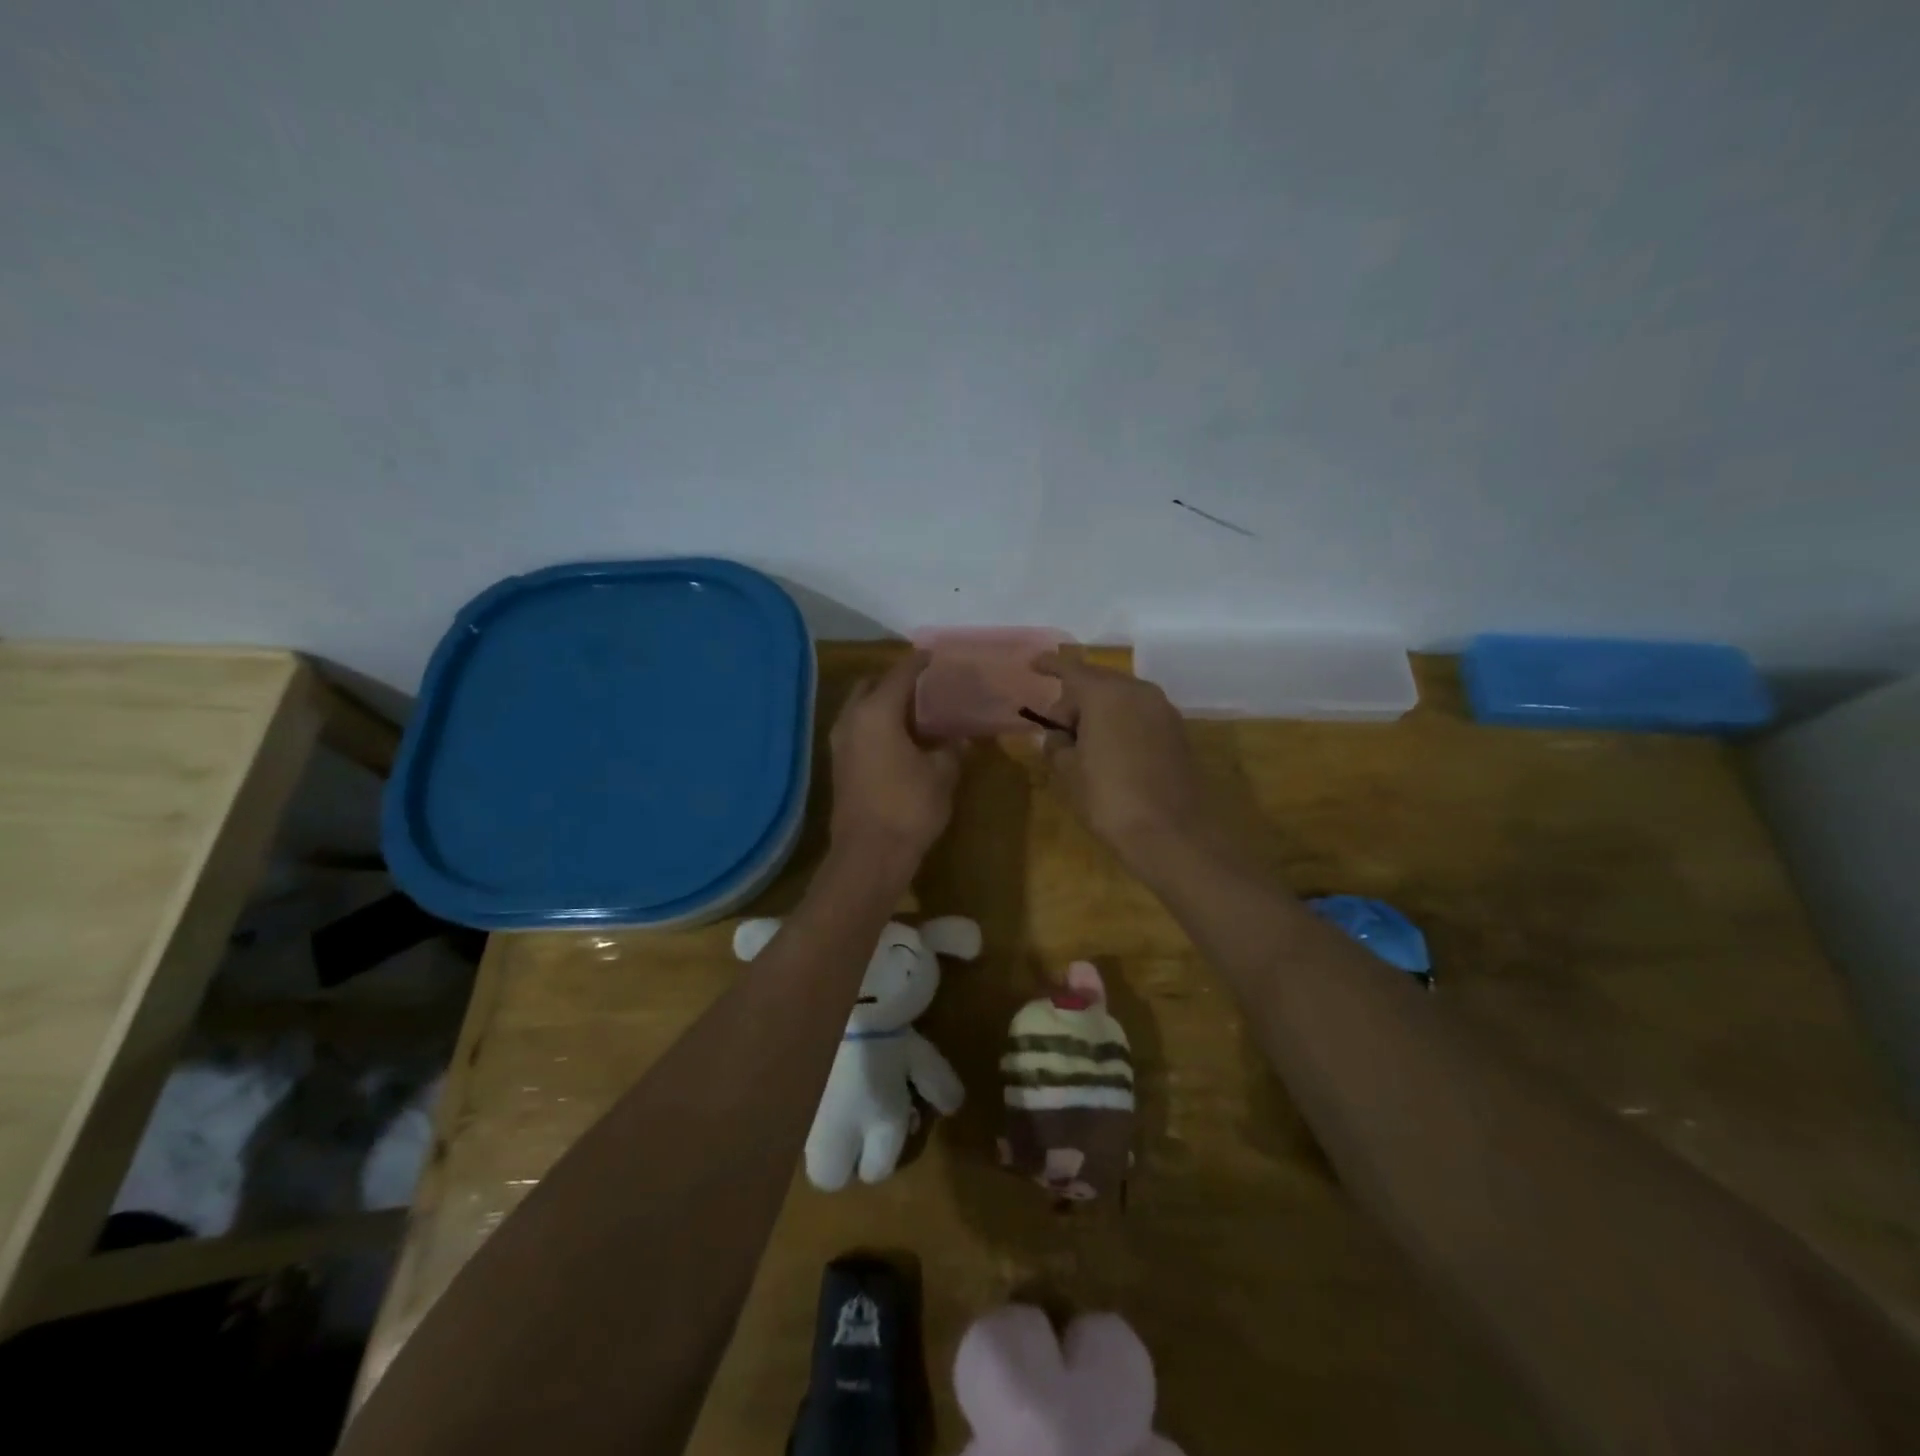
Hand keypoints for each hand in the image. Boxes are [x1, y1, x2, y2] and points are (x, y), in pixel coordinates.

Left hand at [828, 651, 961, 861]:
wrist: (868, 856)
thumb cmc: (908, 808)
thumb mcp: (942, 774)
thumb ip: (953, 748)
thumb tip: (962, 737)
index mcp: (877, 712)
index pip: (901, 674)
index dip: (921, 662)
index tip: (937, 656)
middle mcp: (852, 719)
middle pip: (872, 685)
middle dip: (897, 681)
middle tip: (927, 687)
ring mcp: (840, 742)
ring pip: (862, 708)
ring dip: (885, 704)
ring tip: (918, 713)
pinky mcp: (839, 764)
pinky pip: (859, 729)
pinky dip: (877, 724)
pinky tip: (902, 738)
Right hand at [1034, 652, 1210, 870]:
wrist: (1171, 832)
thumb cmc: (1108, 797)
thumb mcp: (1068, 771)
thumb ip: (1057, 744)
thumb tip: (1060, 736)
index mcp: (1105, 693)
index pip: (1071, 668)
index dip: (1049, 665)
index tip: (1033, 665)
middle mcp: (1138, 691)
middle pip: (1098, 682)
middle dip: (1074, 699)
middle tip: (1057, 730)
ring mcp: (1163, 710)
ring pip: (1121, 698)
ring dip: (1099, 712)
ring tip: (1084, 744)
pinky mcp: (1177, 732)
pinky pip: (1139, 715)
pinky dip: (1121, 723)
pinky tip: (1111, 751)